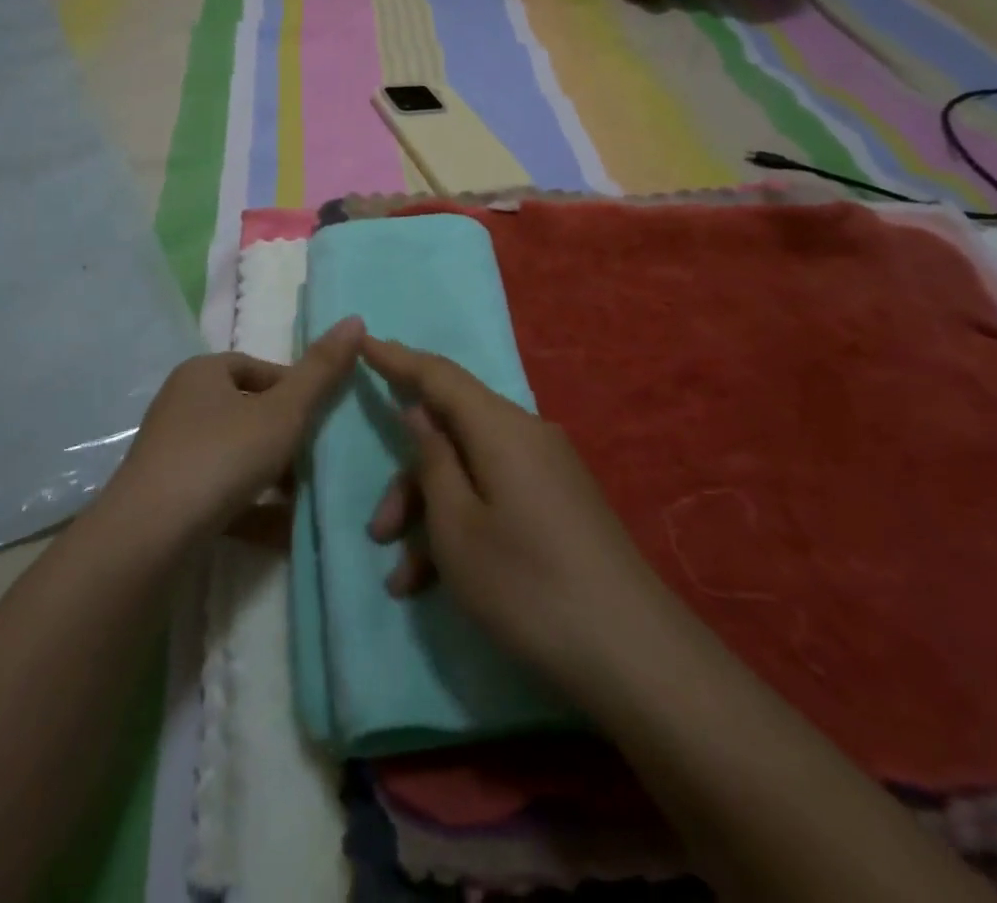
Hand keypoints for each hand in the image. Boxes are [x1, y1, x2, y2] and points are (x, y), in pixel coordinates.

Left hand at [105, 317, 364, 543]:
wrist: (149, 537)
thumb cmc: (221, 457)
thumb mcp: (283, 412)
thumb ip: (321, 371)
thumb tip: (355, 320)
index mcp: (203, 373)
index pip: (259, 369)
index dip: (296, 389)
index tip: (324, 417)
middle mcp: (182, 405)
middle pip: (248, 413)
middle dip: (287, 436)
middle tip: (320, 458)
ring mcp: (172, 453)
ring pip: (237, 455)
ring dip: (273, 474)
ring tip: (308, 495)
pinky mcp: (168, 497)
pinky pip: (221, 493)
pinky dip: (253, 506)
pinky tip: (285, 530)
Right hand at [363, 335, 661, 690]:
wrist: (634, 656)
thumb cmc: (527, 584)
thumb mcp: (457, 528)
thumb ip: (433, 460)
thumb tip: (420, 410)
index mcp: (501, 428)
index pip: (439, 376)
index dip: (397, 359)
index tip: (362, 340)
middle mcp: (526, 436)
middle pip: (452, 433)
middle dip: (409, 480)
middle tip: (378, 532)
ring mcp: (547, 472)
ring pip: (470, 472)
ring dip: (431, 516)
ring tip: (404, 580)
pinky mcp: (558, 505)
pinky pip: (495, 496)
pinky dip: (463, 527)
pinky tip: (437, 584)